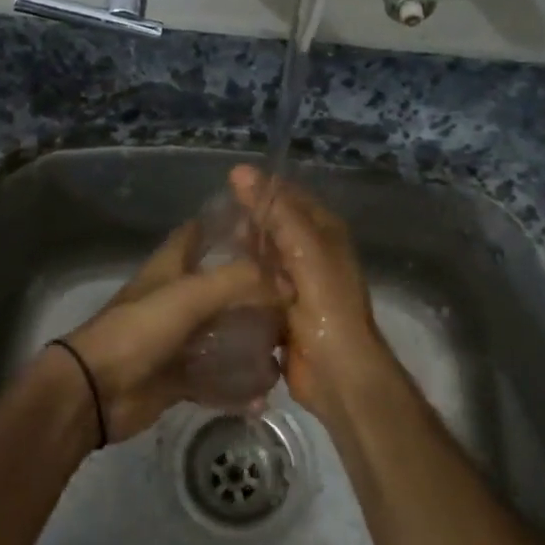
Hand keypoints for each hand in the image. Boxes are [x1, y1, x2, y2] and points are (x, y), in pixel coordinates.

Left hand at [60, 221, 285, 442]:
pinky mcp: (177, 378)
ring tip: (287, 350)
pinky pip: (215, 380)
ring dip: (250, 344)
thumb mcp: (189, 295)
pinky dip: (237, 387)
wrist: (95, 390)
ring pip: (222, 336)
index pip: (197, 233)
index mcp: (170, 269)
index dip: (226, 225)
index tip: (266, 227)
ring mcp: (176, 340)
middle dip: (254, 292)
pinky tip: (262, 394)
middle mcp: (175, 300)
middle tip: (295, 299)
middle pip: (220, 288)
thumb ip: (238, 281)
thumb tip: (286, 281)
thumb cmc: (138, 330)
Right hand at [229, 165, 400, 419]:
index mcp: (324, 233)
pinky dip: (239, 284)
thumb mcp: (304, 249)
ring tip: (206, 248)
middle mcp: (312, 254)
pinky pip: (256, 288)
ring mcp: (296, 285)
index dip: (261, 189)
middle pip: (273, 228)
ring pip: (262, 259)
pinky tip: (214, 281)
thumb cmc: (327, 304)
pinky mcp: (281, 311)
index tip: (226, 186)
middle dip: (246, 224)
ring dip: (240, 255)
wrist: (338, 371)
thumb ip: (275, 211)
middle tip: (210, 223)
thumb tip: (240, 172)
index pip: (289, 198)